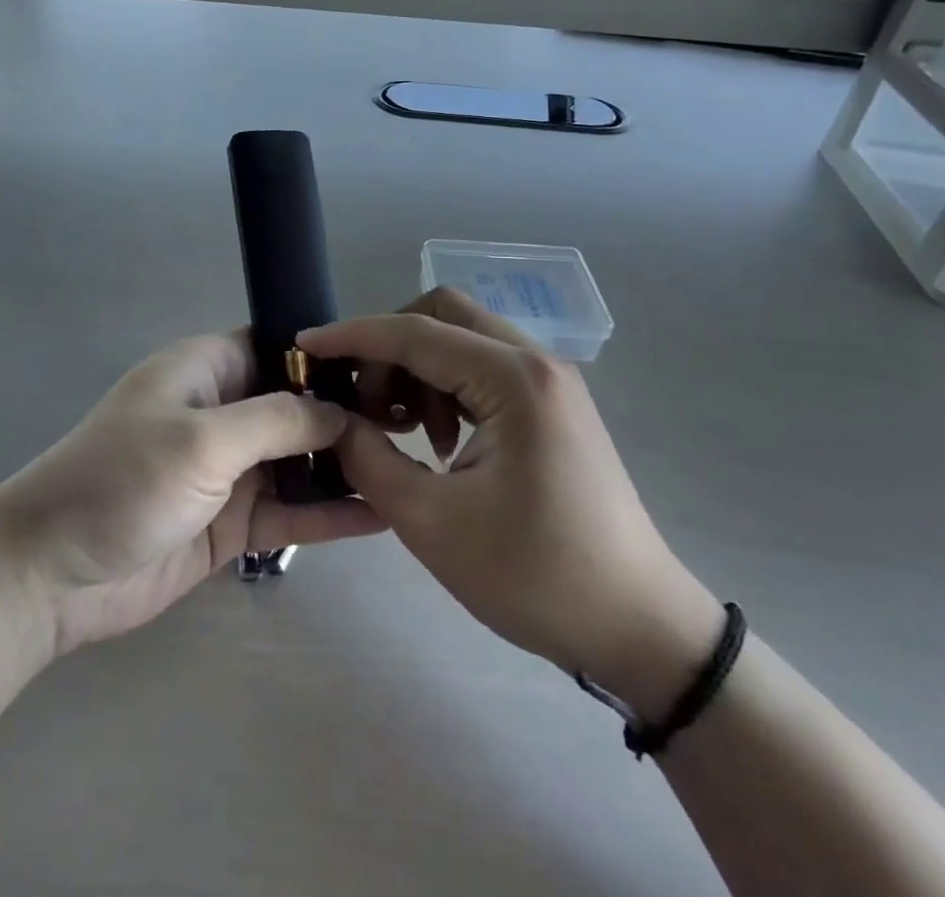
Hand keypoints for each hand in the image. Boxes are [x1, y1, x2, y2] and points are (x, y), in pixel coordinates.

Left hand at [0, 333, 386, 656]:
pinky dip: (328, 513)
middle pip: (296, 406)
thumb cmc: (122, 481)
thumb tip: (340, 411)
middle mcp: (222, 412)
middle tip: (414, 429)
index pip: (280, 347)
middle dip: (346, 415)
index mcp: (207, 369)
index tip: (385, 373)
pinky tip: (381, 518)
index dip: (328, 357)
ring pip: (298, 460)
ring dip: (343, 466)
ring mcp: (227, 470)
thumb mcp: (202, 439)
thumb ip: (276, 421)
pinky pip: (290, 511)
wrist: (50, 575)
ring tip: (409, 470)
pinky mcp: (231, 523)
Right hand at [301, 290, 723, 717]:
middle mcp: (535, 362)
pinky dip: (446, 388)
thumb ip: (367, 458)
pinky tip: (438, 442)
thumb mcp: (430, 522)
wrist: (638, 629)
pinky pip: (483, 369)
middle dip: (390, 349)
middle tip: (364, 403)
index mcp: (513, 379)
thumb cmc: (535, 576)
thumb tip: (330, 419)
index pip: (415, 332)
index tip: (306, 347)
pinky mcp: (551, 404)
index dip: (353, 336)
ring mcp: (549, 381)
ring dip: (418, 370)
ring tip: (403, 433)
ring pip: (461, 339)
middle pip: (442, 315)